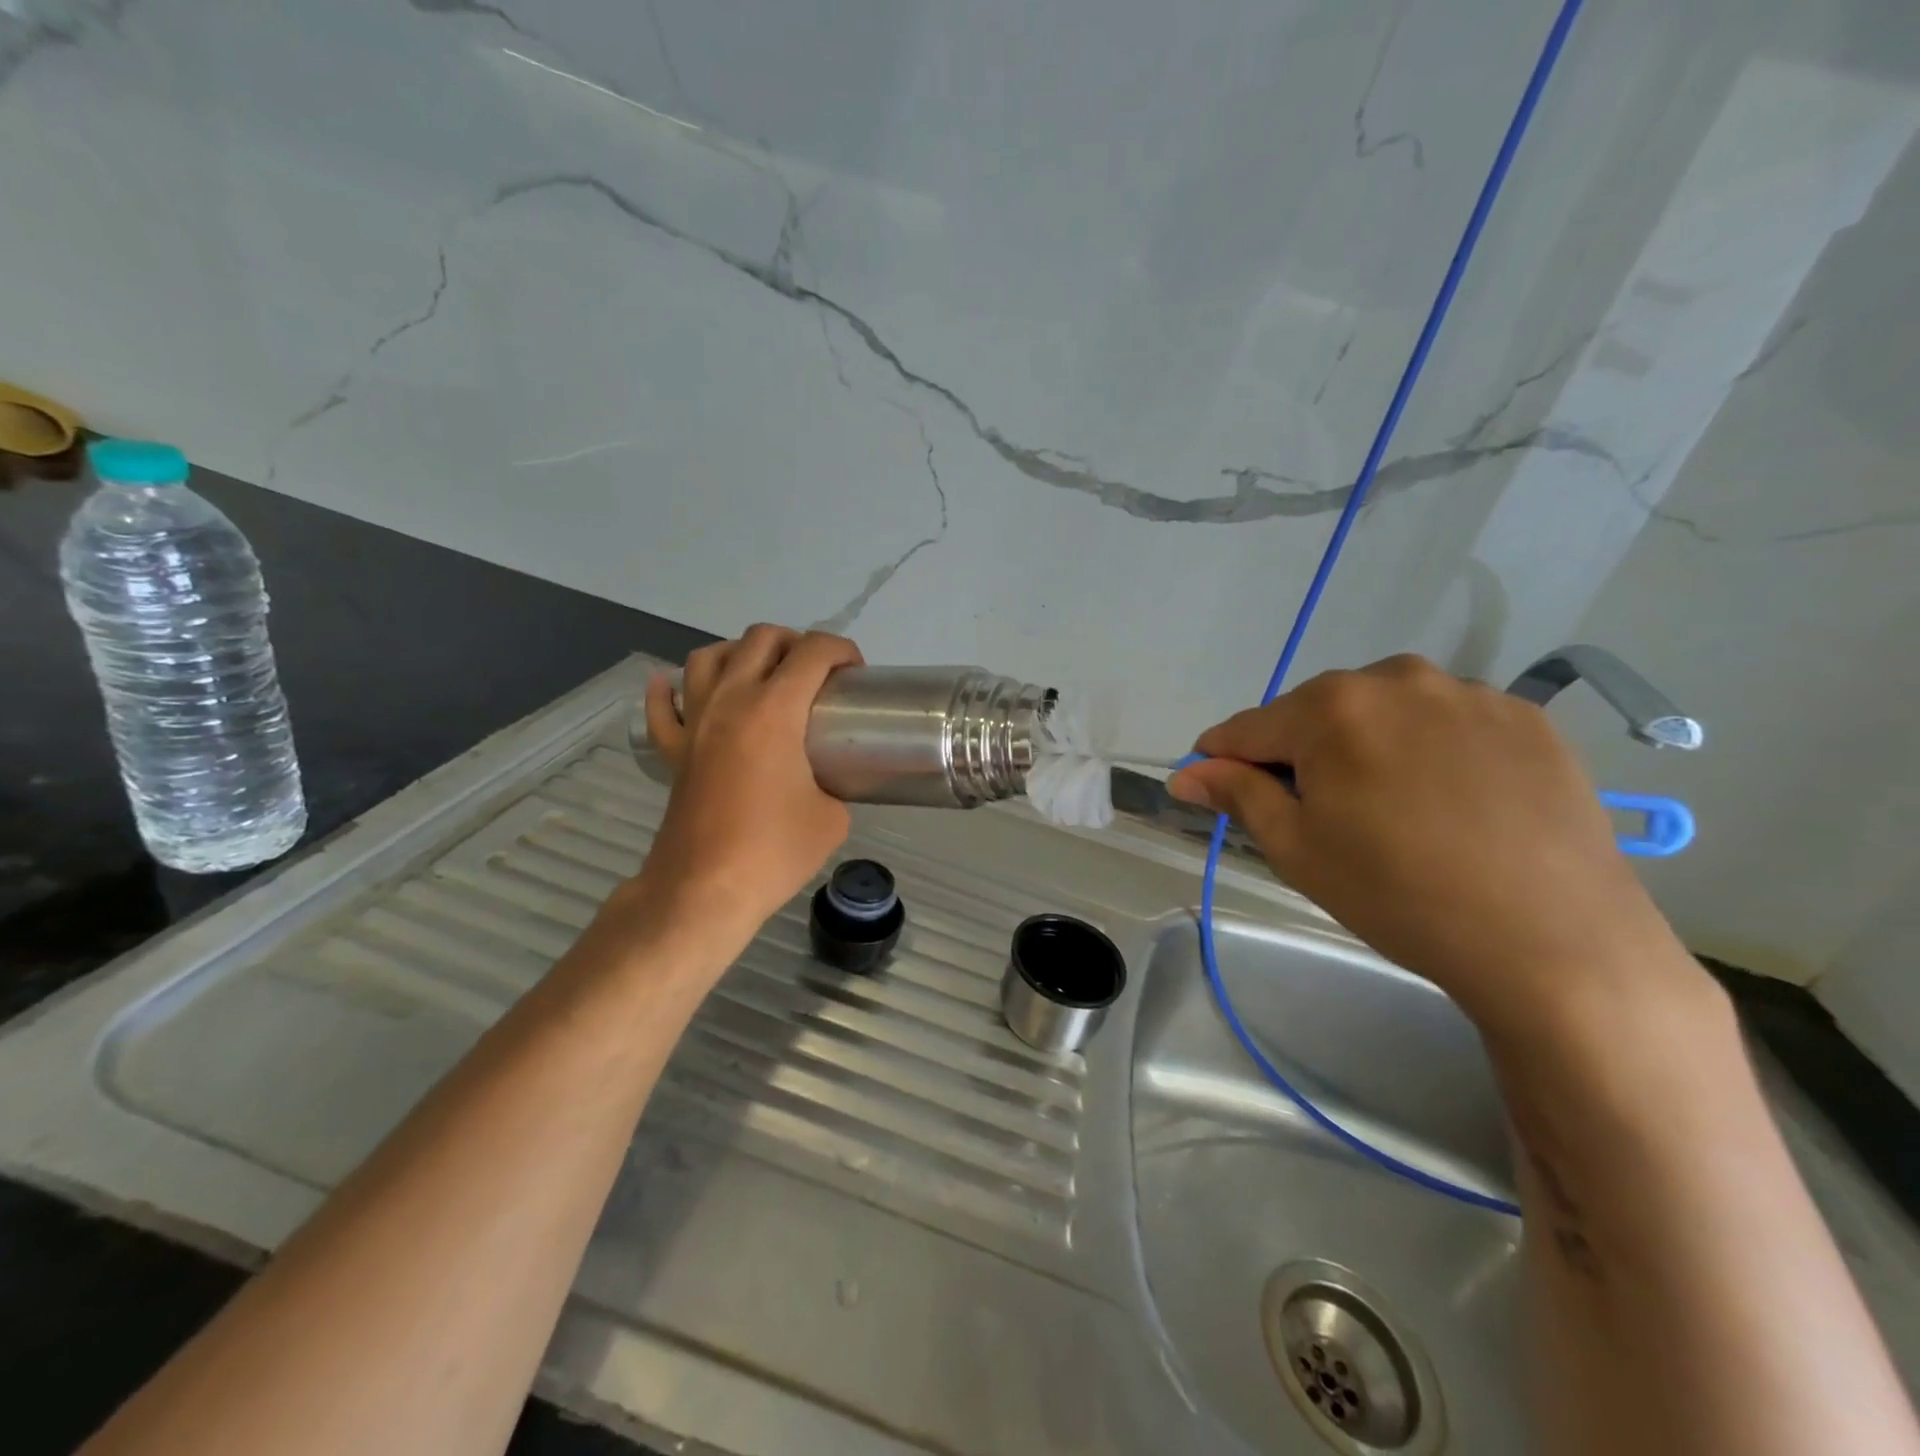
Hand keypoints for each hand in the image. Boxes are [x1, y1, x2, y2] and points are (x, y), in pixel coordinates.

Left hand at [631, 625, 862, 945]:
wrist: (705, 890)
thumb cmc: (773, 852)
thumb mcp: (832, 818)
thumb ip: (834, 785)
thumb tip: (824, 783)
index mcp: (774, 710)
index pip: (813, 652)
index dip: (842, 649)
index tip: (855, 673)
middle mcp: (730, 701)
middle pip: (760, 639)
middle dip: (796, 643)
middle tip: (816, 674)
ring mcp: (695, 723)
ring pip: (708, 657)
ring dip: (740, 654)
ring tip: (762, 676)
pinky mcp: (673, 751)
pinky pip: (663, 707)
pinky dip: (669, 690)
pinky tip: (674, 688)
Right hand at [1168, 655, 1697, 1030]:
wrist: (1555, 942)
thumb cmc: (1398, 894)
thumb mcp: (1296, 847)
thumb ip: (1235, 793)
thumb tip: (1184, 772)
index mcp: (1331, 707)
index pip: (1247, 727)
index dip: (1223, 761)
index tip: (1218, 791)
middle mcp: (1397, 678)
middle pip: (1316, 713)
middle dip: (1300, 753)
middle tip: (1317, 815)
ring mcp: (1469, 692)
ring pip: (1383, 713)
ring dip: (1365, 746)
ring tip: (1389, 809)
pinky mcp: (1525, 718)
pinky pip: (1446, 722)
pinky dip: (1428, 750)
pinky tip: (1448, 802)